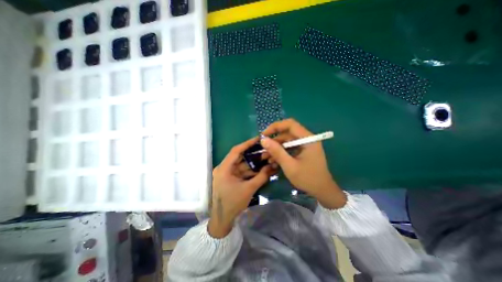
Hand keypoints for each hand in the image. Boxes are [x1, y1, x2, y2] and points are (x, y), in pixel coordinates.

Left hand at [208, 137, 273, 237]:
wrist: (222, 220)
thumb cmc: (232, 204)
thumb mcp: (248, 189)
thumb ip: (261, 177)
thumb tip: (273, 166)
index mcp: (224, 168)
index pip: (236, 151)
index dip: (247, 144)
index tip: (258, 139)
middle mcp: (224, 168)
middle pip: (240, 157)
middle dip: (253, 154)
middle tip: (265, 149)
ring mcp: (227, 174)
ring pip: (242, 165)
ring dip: (253, 163)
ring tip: (265, 159)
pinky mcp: (230, 178)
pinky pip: (241, 171)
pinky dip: (250, 170)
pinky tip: (260, 169)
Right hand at [261, 119, 347, 208]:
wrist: (322, 191)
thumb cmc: (308, 179)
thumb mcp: (289, 165)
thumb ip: (277, 152)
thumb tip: (263, 140)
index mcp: (307, 139)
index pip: (290, 124)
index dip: (275, 127)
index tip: (264, 135)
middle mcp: (307, 139)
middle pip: (287, 133)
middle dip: (274, 141)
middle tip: (263, 149)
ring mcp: (305, 145)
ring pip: (286, 141)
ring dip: (276, 148)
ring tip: (266, 157)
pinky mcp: (303, 151)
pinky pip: (289, 148)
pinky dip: (281, 152)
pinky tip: (273, 160)